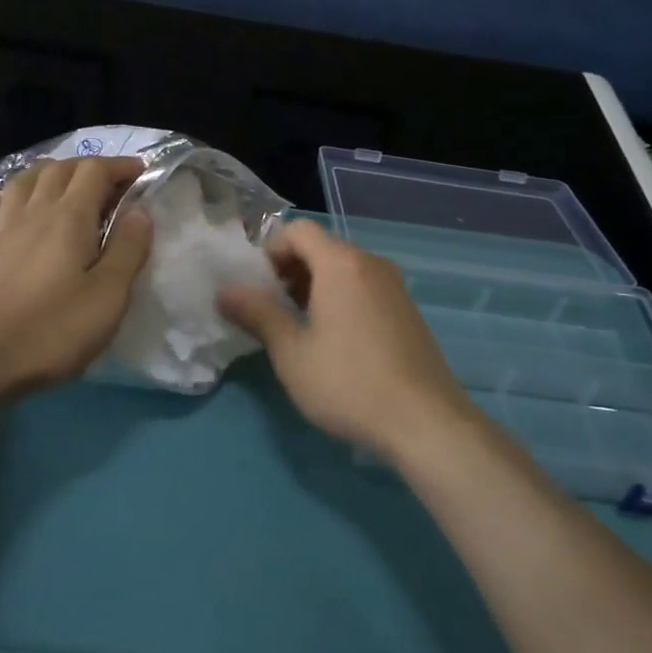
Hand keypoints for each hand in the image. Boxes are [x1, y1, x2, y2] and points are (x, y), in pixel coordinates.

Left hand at [0, 156, 152, 400]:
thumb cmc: (53, 329)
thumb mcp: (108, 296)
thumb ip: (127, 249)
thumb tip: (140, 210)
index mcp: (69, 218)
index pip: (95, 171)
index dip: (119, 166)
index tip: (141, 173)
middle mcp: (33, 212)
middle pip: (59, 170)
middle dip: (87, 167)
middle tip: (109, 183)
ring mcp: (0, 232)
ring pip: (22, 183)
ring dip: (46, 173)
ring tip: (62, 182)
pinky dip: (0, 199)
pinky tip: (4, 203)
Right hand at [217, 220, 485, 462]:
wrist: (426, 422)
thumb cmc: (348, 382)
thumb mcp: (291, 352)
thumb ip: (257, 314)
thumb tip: (225, 290)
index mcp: (340, 263)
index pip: (298, 230)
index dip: (270, 250)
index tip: (256, 286)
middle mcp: (370, 264)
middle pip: (321, 247)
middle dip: (289, 270)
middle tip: (270, 309)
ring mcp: (394, 286)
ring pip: (343, 269)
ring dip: (314, 286)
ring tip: (298, 327)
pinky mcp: (407, 310)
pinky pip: (363, 288)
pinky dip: (340, 298)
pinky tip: (334, 341)